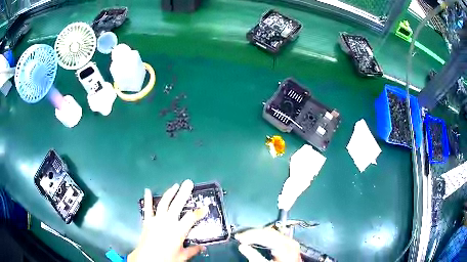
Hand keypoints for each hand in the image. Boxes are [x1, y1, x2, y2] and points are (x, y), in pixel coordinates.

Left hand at [128, 180, 205, 261]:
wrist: (147, 258)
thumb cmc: (166, 258)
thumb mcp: (182, 256)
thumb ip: (193, 250)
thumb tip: (202, 248)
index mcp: (178, 230)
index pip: (191, 218)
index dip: (199, 212)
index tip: (205, 207)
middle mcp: (168, 222)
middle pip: (177, 204)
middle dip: (184, 193)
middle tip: (189, 183)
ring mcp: (156, 219)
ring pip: (164, 203)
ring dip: (170, 193)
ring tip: (175, 185)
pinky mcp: (147, 220)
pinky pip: (148, 208)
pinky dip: (148, 199)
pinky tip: (147, 190)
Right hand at [236, 227, 301, 261]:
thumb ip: (254, 256)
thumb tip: (242, 247)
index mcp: (284, 245)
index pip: (264, 234)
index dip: (250, 235)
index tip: (239, 237)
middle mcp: (289, 241)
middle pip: (268, 231)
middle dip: (252, 233)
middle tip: (240, 236)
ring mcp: (290, 242)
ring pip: (272, 232)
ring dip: (257, 233)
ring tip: (246, 236)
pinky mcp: (290, 244)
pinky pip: (276, 236)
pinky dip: (265, 236)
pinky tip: (258, 238)